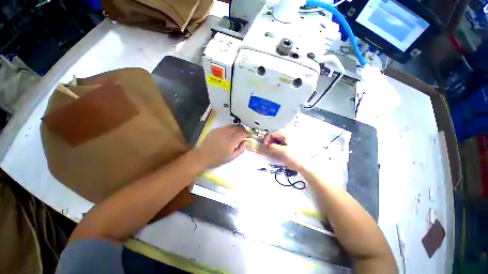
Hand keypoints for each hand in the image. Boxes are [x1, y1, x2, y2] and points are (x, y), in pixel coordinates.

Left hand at [194, 125, 248, 168]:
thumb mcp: (232, 157)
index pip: (243, 133)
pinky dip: (230, 129)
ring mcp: (220, 130)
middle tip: (245, 134)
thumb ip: (241, 149)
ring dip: (237, 128)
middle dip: (243, 130)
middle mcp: (227, 133)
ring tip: (238, 133)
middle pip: (238, 127)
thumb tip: (246, 141)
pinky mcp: (215, 129)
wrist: (202, 156)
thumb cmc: (217, 159)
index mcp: (231, 140)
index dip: (247, 134)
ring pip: (232, 125)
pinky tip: (229, 134)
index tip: (249, 136)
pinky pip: (226, 127)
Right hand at [263, 132, 303, 170]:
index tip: (265, 147)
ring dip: (275, 146)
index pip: (272, 134)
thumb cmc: (293, 157)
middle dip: (271, 143)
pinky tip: (280, 153)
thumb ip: (271, 147)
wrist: (307, 166)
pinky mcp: (295, 145)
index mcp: (286, 133)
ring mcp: (293, 140)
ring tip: (273, 153)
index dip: (267, 140)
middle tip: (268, 151)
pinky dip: (280, 148)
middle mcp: (290, 134)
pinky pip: (285, 144)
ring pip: (280, 141)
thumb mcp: (280, 151)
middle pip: (276, 137)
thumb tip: (266, 145)